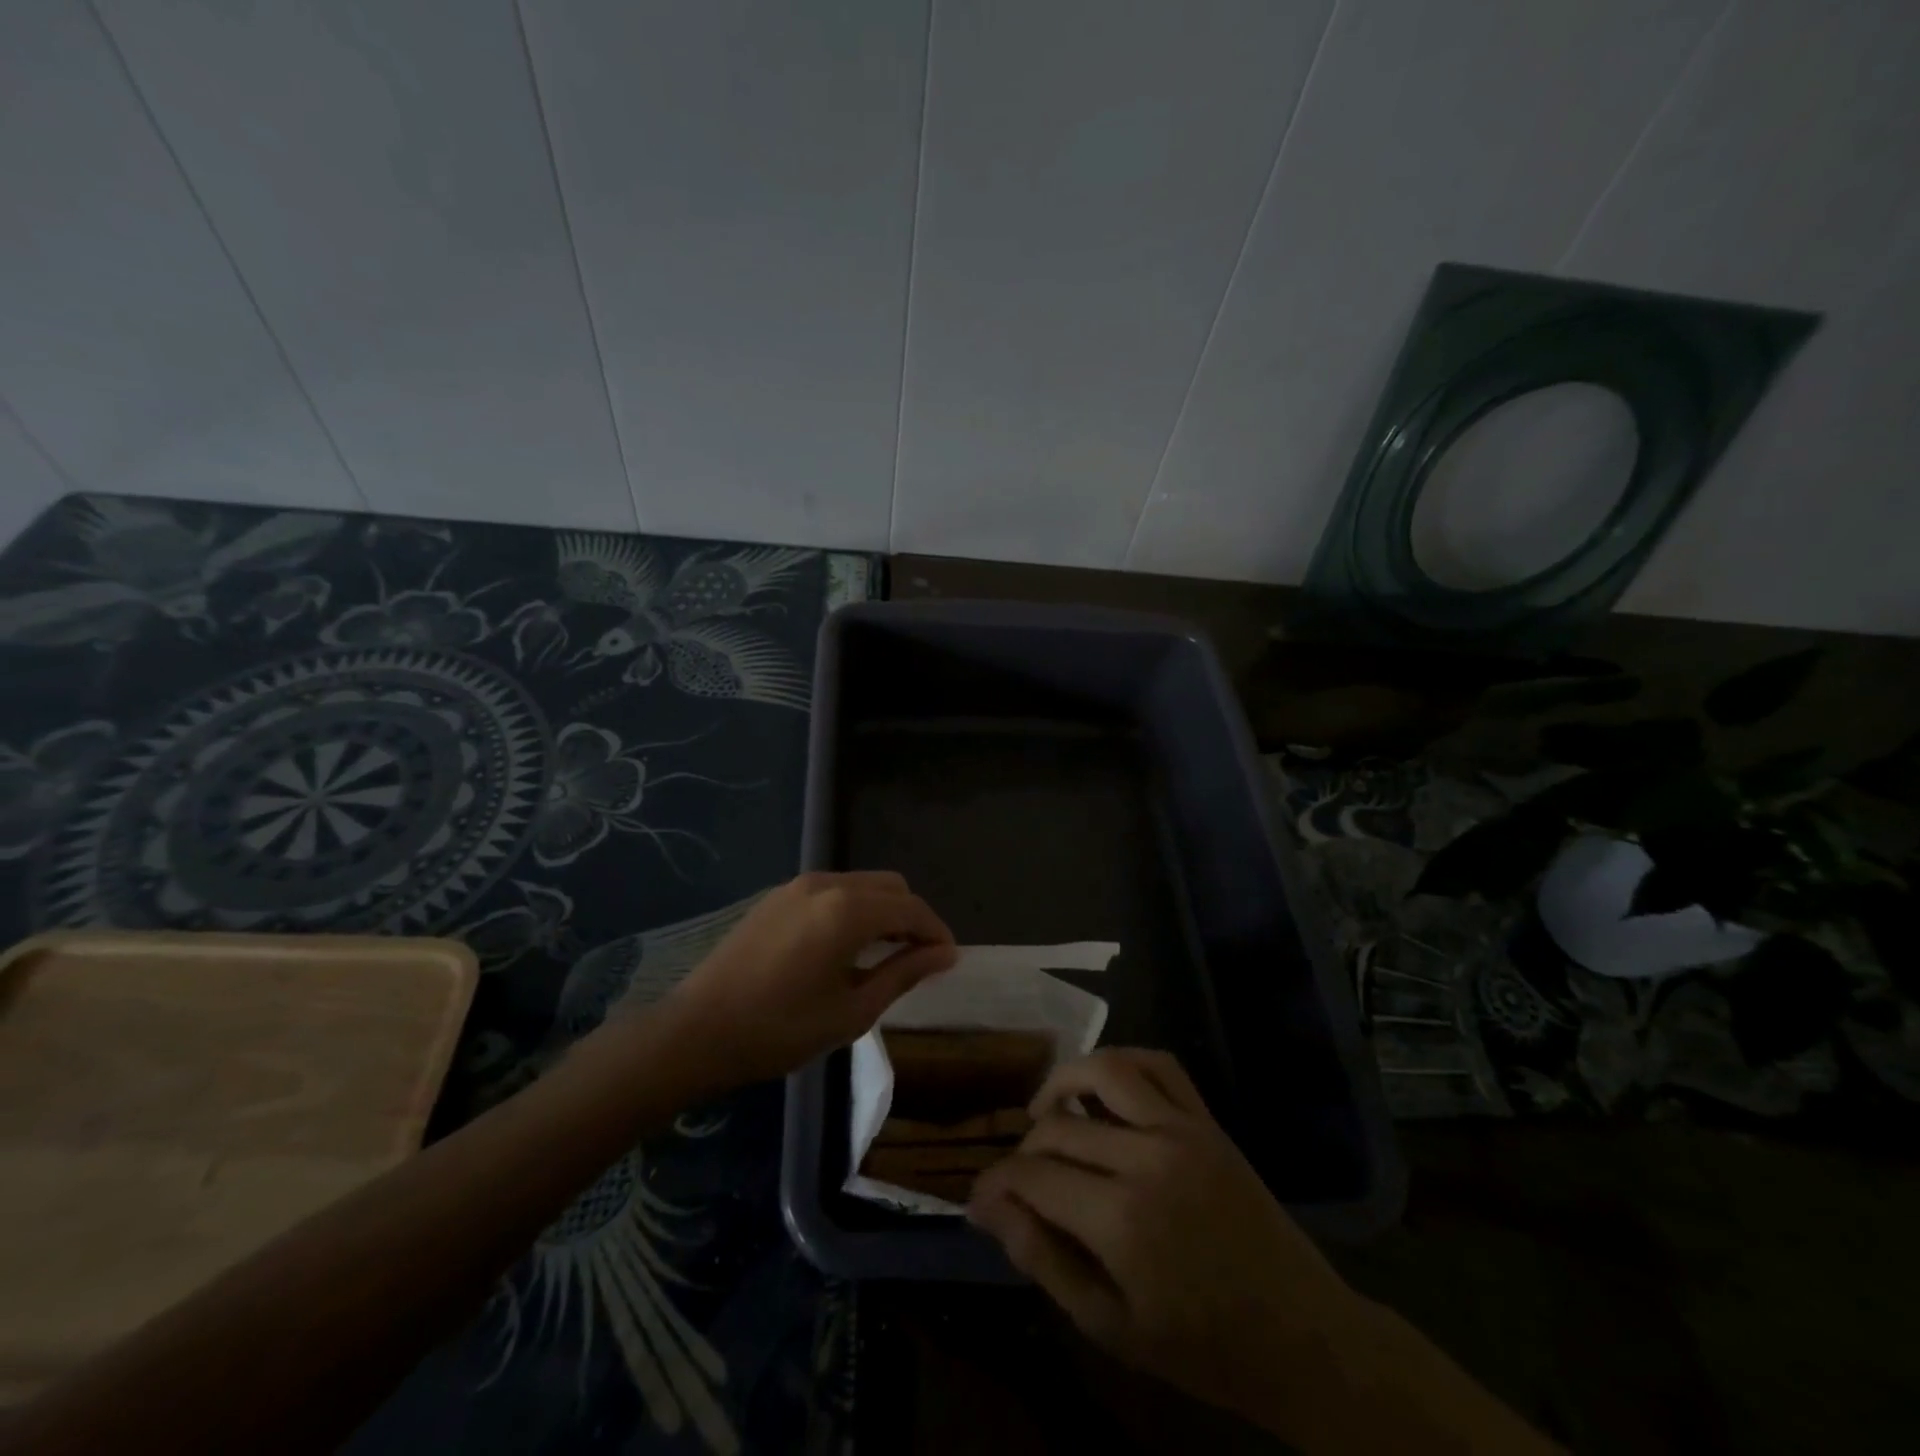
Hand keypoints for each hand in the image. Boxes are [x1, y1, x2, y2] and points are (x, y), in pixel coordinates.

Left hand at [659, 871, 957, 1085]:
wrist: (697, 1030)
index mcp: (848, 910)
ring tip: (886, 954)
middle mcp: (827, 883)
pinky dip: (854, 908)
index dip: (936, 932)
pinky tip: (846, 945)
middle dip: (912, 917)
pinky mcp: (777, 896)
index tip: (948, 960)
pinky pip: (833, 890)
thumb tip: (945, 954)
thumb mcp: (852, 1011)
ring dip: (884, 911)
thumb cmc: (780, 1029)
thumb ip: (903, 973)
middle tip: (919, 959)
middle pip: (890, 886)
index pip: (911, 909)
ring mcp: (798, 886)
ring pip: (861, 884)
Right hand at [967, 1049, 1361, 1427]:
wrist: (1300, 1336)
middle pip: (1059, 1126)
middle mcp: (1147, 1159)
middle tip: (1018, 1178)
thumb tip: (987, 1206)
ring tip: (1045, 1108)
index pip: (1033, 1176)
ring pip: (1106, 1071)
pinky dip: (1123, 1061)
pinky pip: (1160, 1065)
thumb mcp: (1110, 1326)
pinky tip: (1103, 1085)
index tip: (981, 1197)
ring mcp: (1182, 1130)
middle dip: (1024, 1149)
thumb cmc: (1200, 1345)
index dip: (997, 1183)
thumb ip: (1043, 1260)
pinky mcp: (1207, 1120)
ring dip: (1064, 1080)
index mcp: (1121, 1221)